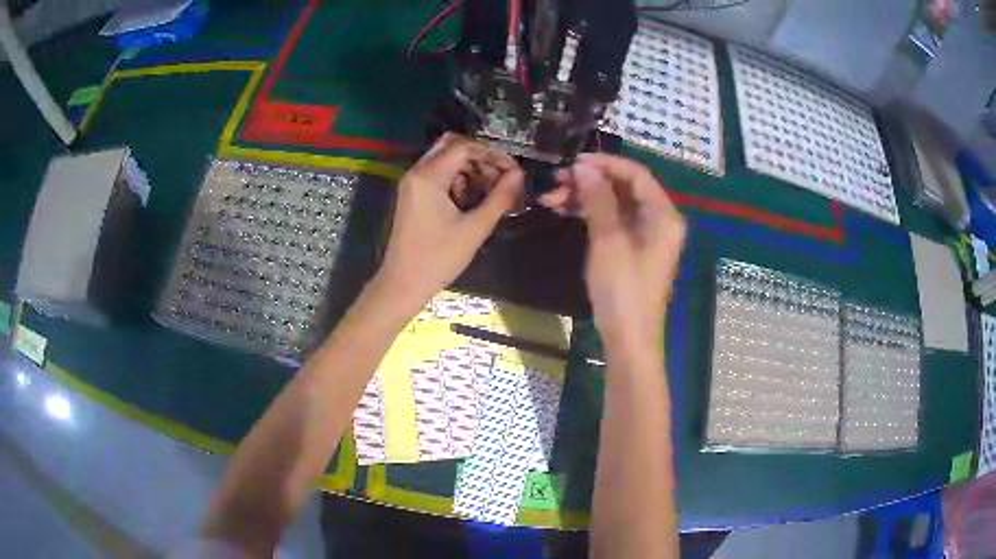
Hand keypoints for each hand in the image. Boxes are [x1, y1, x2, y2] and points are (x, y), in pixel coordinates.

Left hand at [375, 133, 524, 309]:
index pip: (464, 147)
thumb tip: (519, 174)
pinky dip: (458, 180)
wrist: (403, 284)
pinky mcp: (413, 195)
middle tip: (501, 176)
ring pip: (445, 160)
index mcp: (428, 176)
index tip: (512, 170)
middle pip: (452, 146)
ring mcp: (413, 183)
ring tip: (491, 191)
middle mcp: (417, 172)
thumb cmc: (438, 258)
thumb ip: (499, 197)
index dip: (491, 154)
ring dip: (470, 169)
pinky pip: (438, 175)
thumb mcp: (475, 228)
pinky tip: (471, 200)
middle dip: (480, 157)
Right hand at [540, 153, 684, 355]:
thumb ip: (598, 199)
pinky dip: (591, 215)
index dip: (605, 163)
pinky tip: (564, 212)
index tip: (573, 162)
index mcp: (663, 215)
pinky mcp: (634, 249)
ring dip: (585, 198)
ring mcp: (647, 236)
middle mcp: (659, 220)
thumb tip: (583, 168)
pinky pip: (613, 221)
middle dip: (590, 181)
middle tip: (556, 182)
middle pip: (625, 188)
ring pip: (615, 204)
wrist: (628, 339)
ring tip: (551, 198)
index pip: (636, 174)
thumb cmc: (622, 290)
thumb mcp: (608, 240)